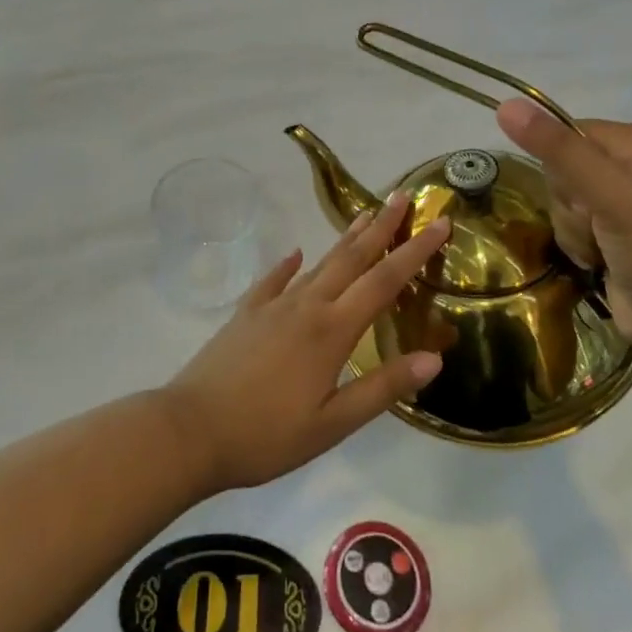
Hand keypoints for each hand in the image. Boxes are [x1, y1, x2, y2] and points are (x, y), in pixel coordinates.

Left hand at [164, 193, 449, 492]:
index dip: (415, 251)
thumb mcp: (333, 424)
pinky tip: (295, 254)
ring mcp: (272, 306)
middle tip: (402, 197)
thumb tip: (434, 358)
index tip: (440, 222)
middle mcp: (306, 306)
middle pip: (351, 259)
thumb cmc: (267, 434)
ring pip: (317, 264)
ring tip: (364, 215)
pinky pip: (273, 280)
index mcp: (332, 331)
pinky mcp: (246, 314)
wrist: (190, 430)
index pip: (384, 281)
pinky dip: (288, 264)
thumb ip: (383, 388)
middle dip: (380, 227)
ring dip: (345, 240)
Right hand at [496, 99, 631, 362]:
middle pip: (562, 167)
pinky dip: (577, 243)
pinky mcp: (613, 230)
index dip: (563, 167)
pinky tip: (599, 260)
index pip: (569, 132)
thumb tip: (505, 106)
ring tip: (602, 249)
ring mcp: (624, 199)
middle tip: (600, 227)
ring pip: (561, 199)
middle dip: (570, 203)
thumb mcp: (609, 196)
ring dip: (573, 228)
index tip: (586, 198)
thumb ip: (558, 151)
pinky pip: (570, 222)